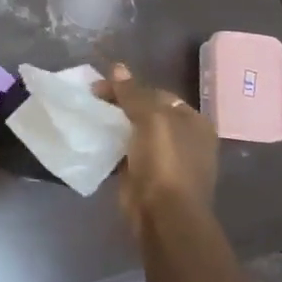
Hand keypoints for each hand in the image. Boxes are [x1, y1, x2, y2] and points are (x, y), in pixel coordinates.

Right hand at [95, 63, 218, 230]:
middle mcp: (183, 139)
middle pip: (145, 112)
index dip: (130, 87)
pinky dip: (110, 146)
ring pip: (134, 133)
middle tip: (92, 100)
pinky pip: (125, 153)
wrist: (163, 215)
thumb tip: (117, 67)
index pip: (157, 94)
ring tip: (88, 117)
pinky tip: (93, 139)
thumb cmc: (165, 162)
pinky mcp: (146, 177)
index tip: (101, 87)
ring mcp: (165, 160)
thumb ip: (132, 93)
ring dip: (113, 125)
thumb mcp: (150, 118)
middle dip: (119, 105)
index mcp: (193, 123)